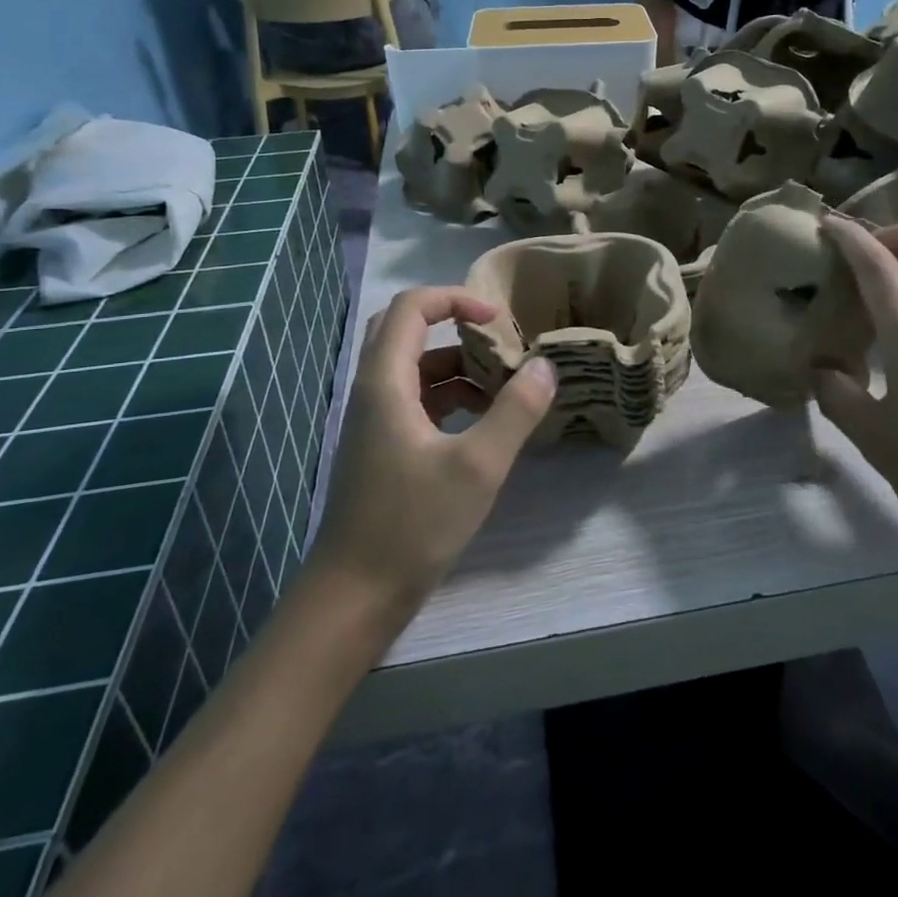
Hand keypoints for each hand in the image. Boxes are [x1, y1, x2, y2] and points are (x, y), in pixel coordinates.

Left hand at [305, 287, 554, 614]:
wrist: (352, 598)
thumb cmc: (412, 525)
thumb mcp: (478, 466)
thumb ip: (516, 410)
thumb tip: (544, 365)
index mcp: (385, 381)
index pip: (411, 306)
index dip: (456, 298)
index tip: (498, 319)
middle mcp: (373, 391)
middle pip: (406, 330)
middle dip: (454, 325)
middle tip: (497, 339)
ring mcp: (374, 421)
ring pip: (414, 369)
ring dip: (457, 366)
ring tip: (505, 385)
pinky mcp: (382, 449)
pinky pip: (416, 401)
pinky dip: (450, 398)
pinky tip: (483, 423)